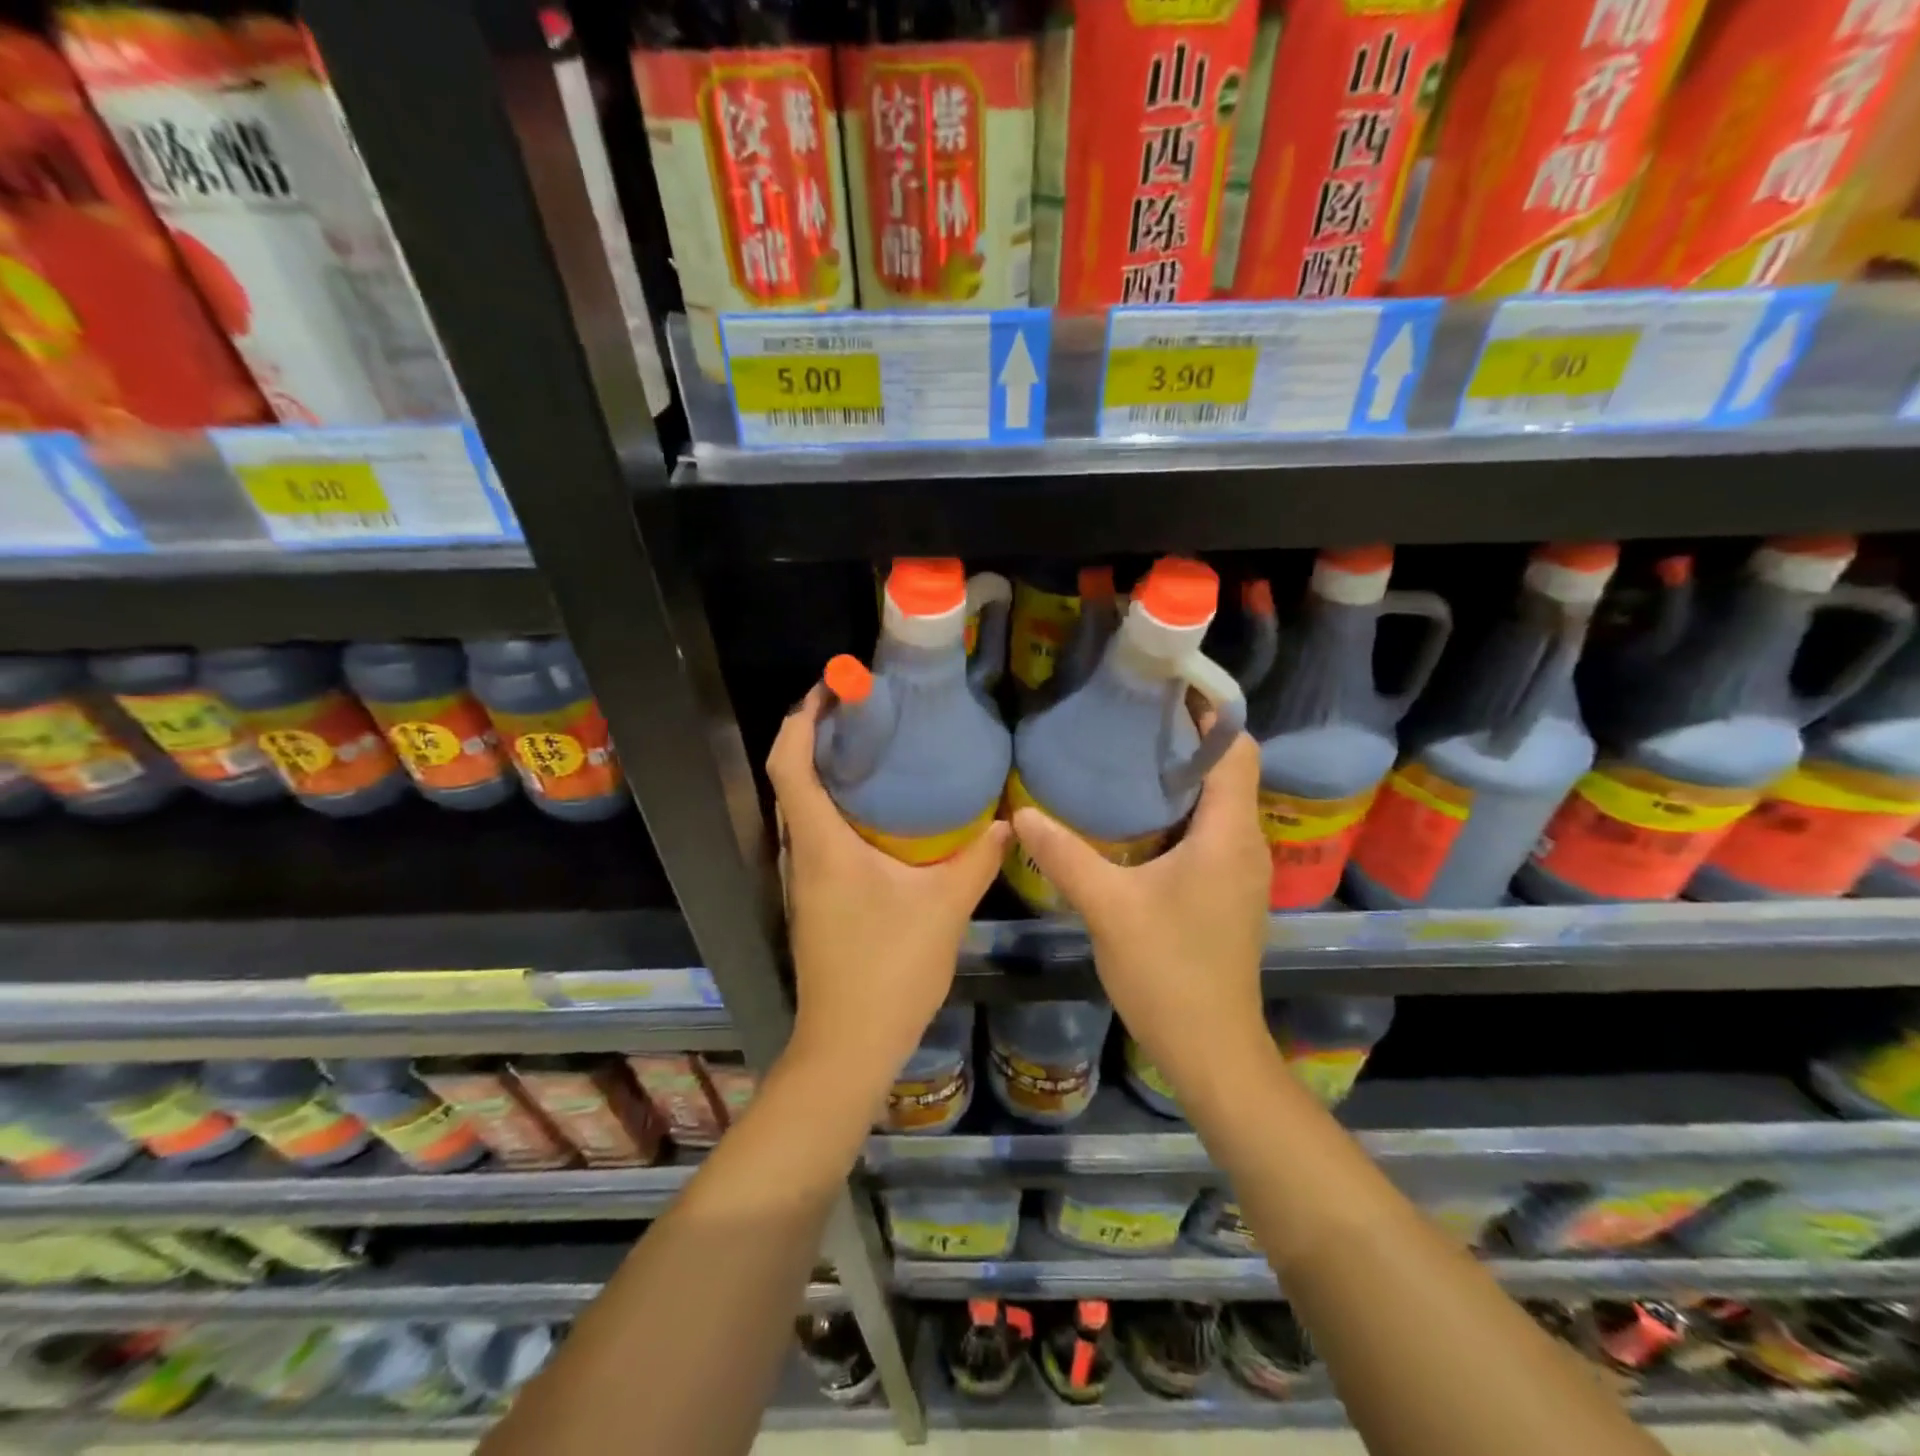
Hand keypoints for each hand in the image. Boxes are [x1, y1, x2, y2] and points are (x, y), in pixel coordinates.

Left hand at [766, 684, 1010, 1095]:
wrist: (848, 1045)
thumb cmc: (888, 970)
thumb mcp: (943, 909)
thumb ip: (977, 860)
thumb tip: (1008, 822)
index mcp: (821, 845)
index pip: (790, 765)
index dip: (801, 720)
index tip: (830, 689)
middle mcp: (801, 854)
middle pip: (791, 780)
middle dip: (817, 737)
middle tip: (866, 712)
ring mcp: (803, 880)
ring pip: (803, 809)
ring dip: (827, 773)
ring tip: (876, 750)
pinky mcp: (814, 899)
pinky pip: (817, 835)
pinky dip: (838, 808)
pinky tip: (881, 814)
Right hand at [1010, 732, 1268, 1086]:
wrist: (1211, 1049)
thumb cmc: (1168, 972)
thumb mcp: (1108, 908)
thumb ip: (1065, 856)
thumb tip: (1023, 813)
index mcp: (1228, 835)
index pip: (1236, 751)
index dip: (1211, 714)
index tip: (1168, 690)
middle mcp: (1245, 845)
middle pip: (1228, 772)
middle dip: (1187, 741)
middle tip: (1132, 719)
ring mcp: (1241, 872)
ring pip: (1219, 804)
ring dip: (1182, 778)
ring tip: (1129, 758)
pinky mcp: (1229, 893)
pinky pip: (1211, 832)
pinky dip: (1182, 813)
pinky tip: (1137, 820)